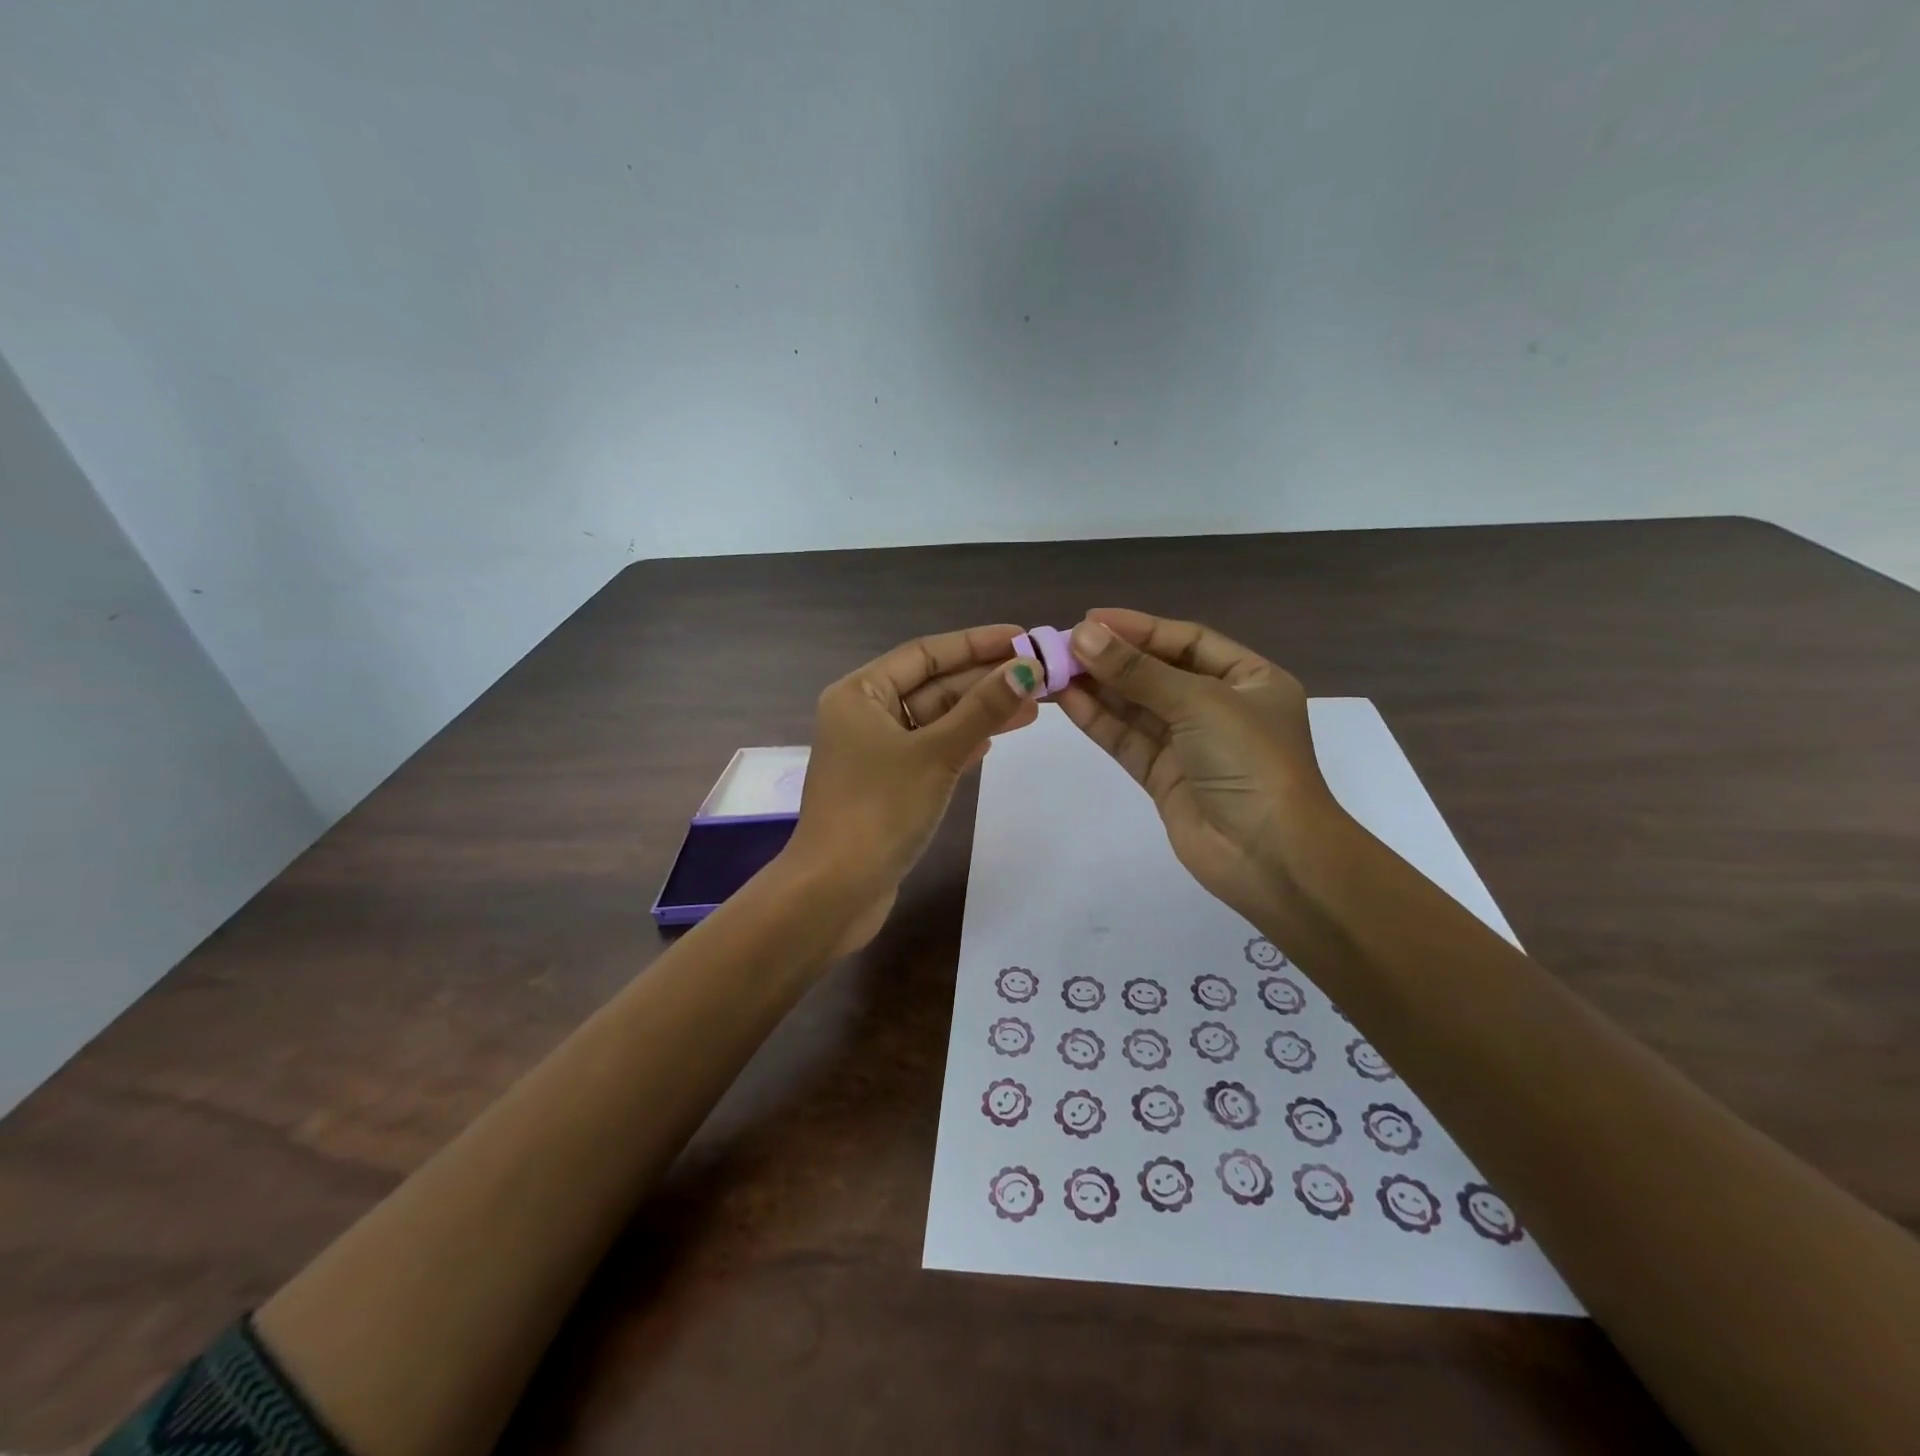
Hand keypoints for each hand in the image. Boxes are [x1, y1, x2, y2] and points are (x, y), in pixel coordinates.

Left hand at [782, 624, 1043, 953]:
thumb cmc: (880, 810)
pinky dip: (962, 743)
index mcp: (860, 693)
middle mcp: (863, 715)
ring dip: (980, 713)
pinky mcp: (888, 785)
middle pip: (933, 685)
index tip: (1023, 638)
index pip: (925, 653)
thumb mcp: (936, 753)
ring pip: (935, 720)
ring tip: (1033, 707)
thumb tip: (1027, 669)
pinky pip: (931, 750)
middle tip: (1040, 676)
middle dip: (985, 681)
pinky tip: (994, 740)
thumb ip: (982, 710)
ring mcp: (875, 752)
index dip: (976, 643)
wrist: (836, 890)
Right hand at [1055, 609, 1347, 925]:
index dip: (1138, 628)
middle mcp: (1219, 707)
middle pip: (1156, 672)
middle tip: (1061, 645)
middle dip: (1111, 658)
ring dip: (1097, 687)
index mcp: (1248, 679)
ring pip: (1136, 706)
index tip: (1090, 620)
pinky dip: (1098, 720)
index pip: (1185, 641)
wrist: (1269, 855)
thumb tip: (1081, 635)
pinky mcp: (1164, 776)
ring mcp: (1189, 744)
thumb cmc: (1250, 761)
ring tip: (1053, 669)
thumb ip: (1138, 671)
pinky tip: (1066, 699)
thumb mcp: (1199, 702)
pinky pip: (1127, 739)